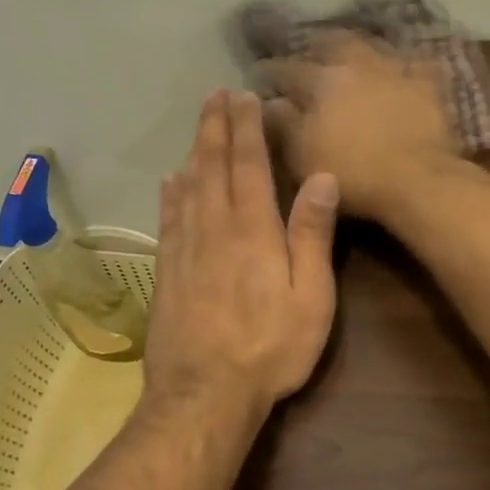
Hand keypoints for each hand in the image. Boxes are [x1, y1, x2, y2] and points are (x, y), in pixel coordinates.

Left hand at [142, 90, 340, 415]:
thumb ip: (313, 235)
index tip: (245, 96)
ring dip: (194, 150)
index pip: (250, 165)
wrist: (203, 394)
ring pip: (188, 186)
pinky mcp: (166, 272)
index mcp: (253, 230)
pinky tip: (170, 181)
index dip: (247, 128)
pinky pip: (168, 219)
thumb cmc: (270, 348)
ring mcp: (185, 249)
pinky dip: (171, 193)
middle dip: (216, 127)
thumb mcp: (310, 297)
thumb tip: (322, 176)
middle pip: (213, 166)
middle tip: (216, 95)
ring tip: (199, 125)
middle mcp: (214, 228)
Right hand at [261, 35, 462, 218]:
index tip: (261, 73)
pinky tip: (404, 69)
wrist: (417, 180)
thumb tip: (269, 102)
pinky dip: (407, 65)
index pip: (288, 70)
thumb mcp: (302, 155)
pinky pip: (417, 65)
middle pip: (334, 43)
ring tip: (354, 55)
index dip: (272, 72)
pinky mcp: (428, 86)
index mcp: (322, 81)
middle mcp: (358, 65)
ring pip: (374, 47)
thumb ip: (283, 124)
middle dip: (318, 45)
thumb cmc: (352, 173)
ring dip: (361, 49)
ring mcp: (396, 71)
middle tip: (310, 50)